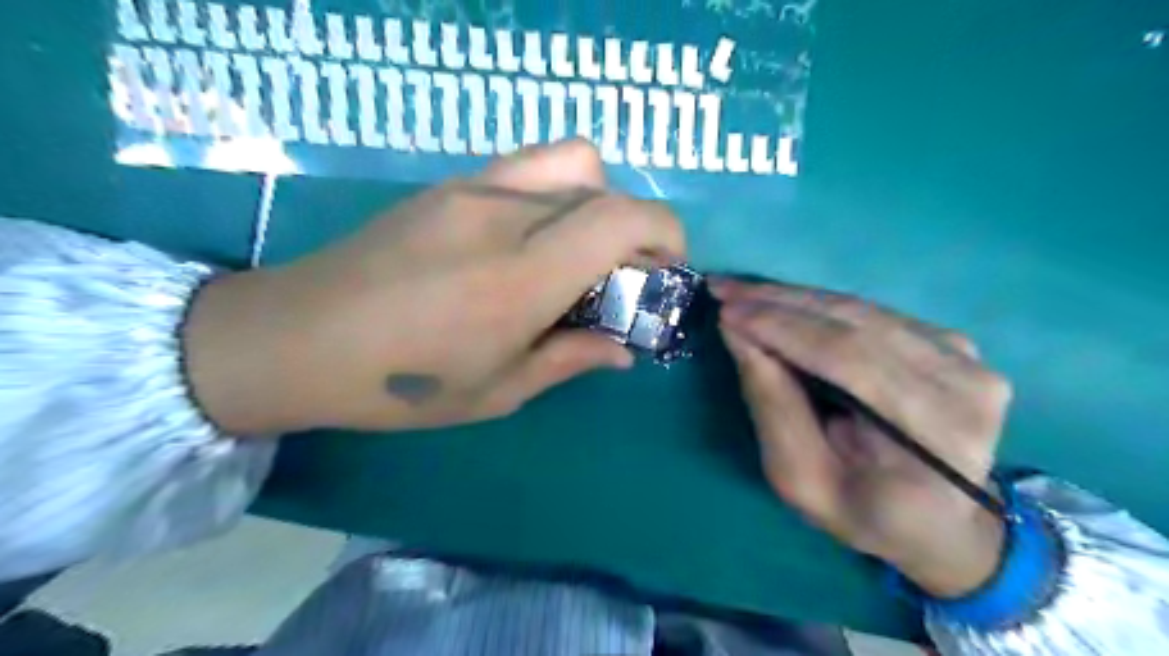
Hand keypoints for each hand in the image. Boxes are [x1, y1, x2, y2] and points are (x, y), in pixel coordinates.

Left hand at [181, 140, 687, 433]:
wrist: (295, 338)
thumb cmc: (400, 383)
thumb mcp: (497, 391)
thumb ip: (570, 359)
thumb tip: (622, 350)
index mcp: (522, 277)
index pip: (621, 218)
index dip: (665, 233)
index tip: (667, 269)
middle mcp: (505, 216)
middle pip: (605, 187)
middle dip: (636, 227)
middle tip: (623, 275)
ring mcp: (473, 188)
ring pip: (571, 160)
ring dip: (598, 199)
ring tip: (580, 248)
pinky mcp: (450, 183)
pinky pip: (529, 166)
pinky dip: (558, 191)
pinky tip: (533, 237)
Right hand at [713, 279, 1014, 597]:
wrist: (941, 522)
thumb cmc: (865, 514)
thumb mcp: (801, 479)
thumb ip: (772, 406)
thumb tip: (737, 333)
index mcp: (938, 438)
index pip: (849, 359)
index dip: (782, 328)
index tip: (726, 310)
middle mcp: (967, 386)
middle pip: (856, 323)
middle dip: (779, 303)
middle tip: (723, 288)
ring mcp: (968, 358)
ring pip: (861, 310)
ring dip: (794, 298)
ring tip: (743, 292)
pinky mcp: (953, 344)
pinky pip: (871, 313)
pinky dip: (819, 307)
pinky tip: (781, 304)